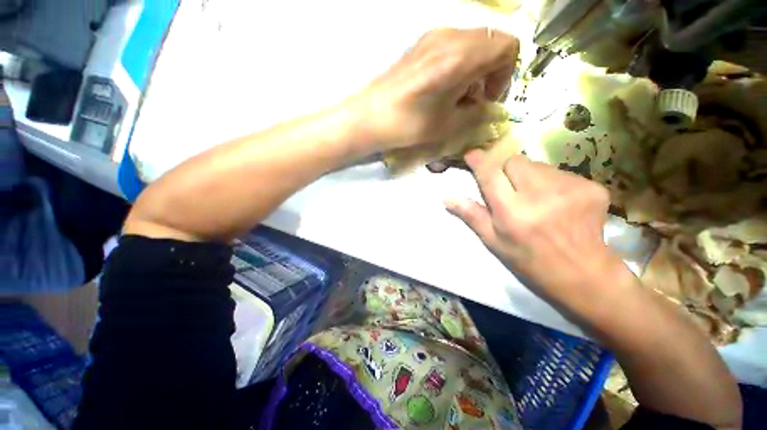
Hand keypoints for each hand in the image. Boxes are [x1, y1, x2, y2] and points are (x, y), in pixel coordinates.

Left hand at [350, 28, 518, 152]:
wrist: (369, 117)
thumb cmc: (409, 123)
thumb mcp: (448, 125)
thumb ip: (477, 115)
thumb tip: (487, 108)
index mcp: (463, 55)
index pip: (507, 47)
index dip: (506, 74)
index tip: (489, 99)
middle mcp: (450, 36)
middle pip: (490, 43)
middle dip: (490, 73)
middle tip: (475, 101)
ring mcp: (433, 37)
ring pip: (471, 45)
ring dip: (474, 71)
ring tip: (457, 99)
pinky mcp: (420, 46)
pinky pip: (452, 48)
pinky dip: (458, 67)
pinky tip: (443, 90)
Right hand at [445, 150, 630, 313]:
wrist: (582, 273)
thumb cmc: (528, 260)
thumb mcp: (493, 241)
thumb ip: (471, 215)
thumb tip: (447, 198)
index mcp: (512, 212)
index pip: (490, 175)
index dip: (479, 161)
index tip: (472, 155)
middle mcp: (540, 195)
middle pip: (514, 161)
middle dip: (506, 170)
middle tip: (510, 189)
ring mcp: (569, 188)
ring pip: (538, 165)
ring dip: (529, 176)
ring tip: (535, 198)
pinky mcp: (591, 187)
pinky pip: (560, 172)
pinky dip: (552, 183)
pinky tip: (558, 202)